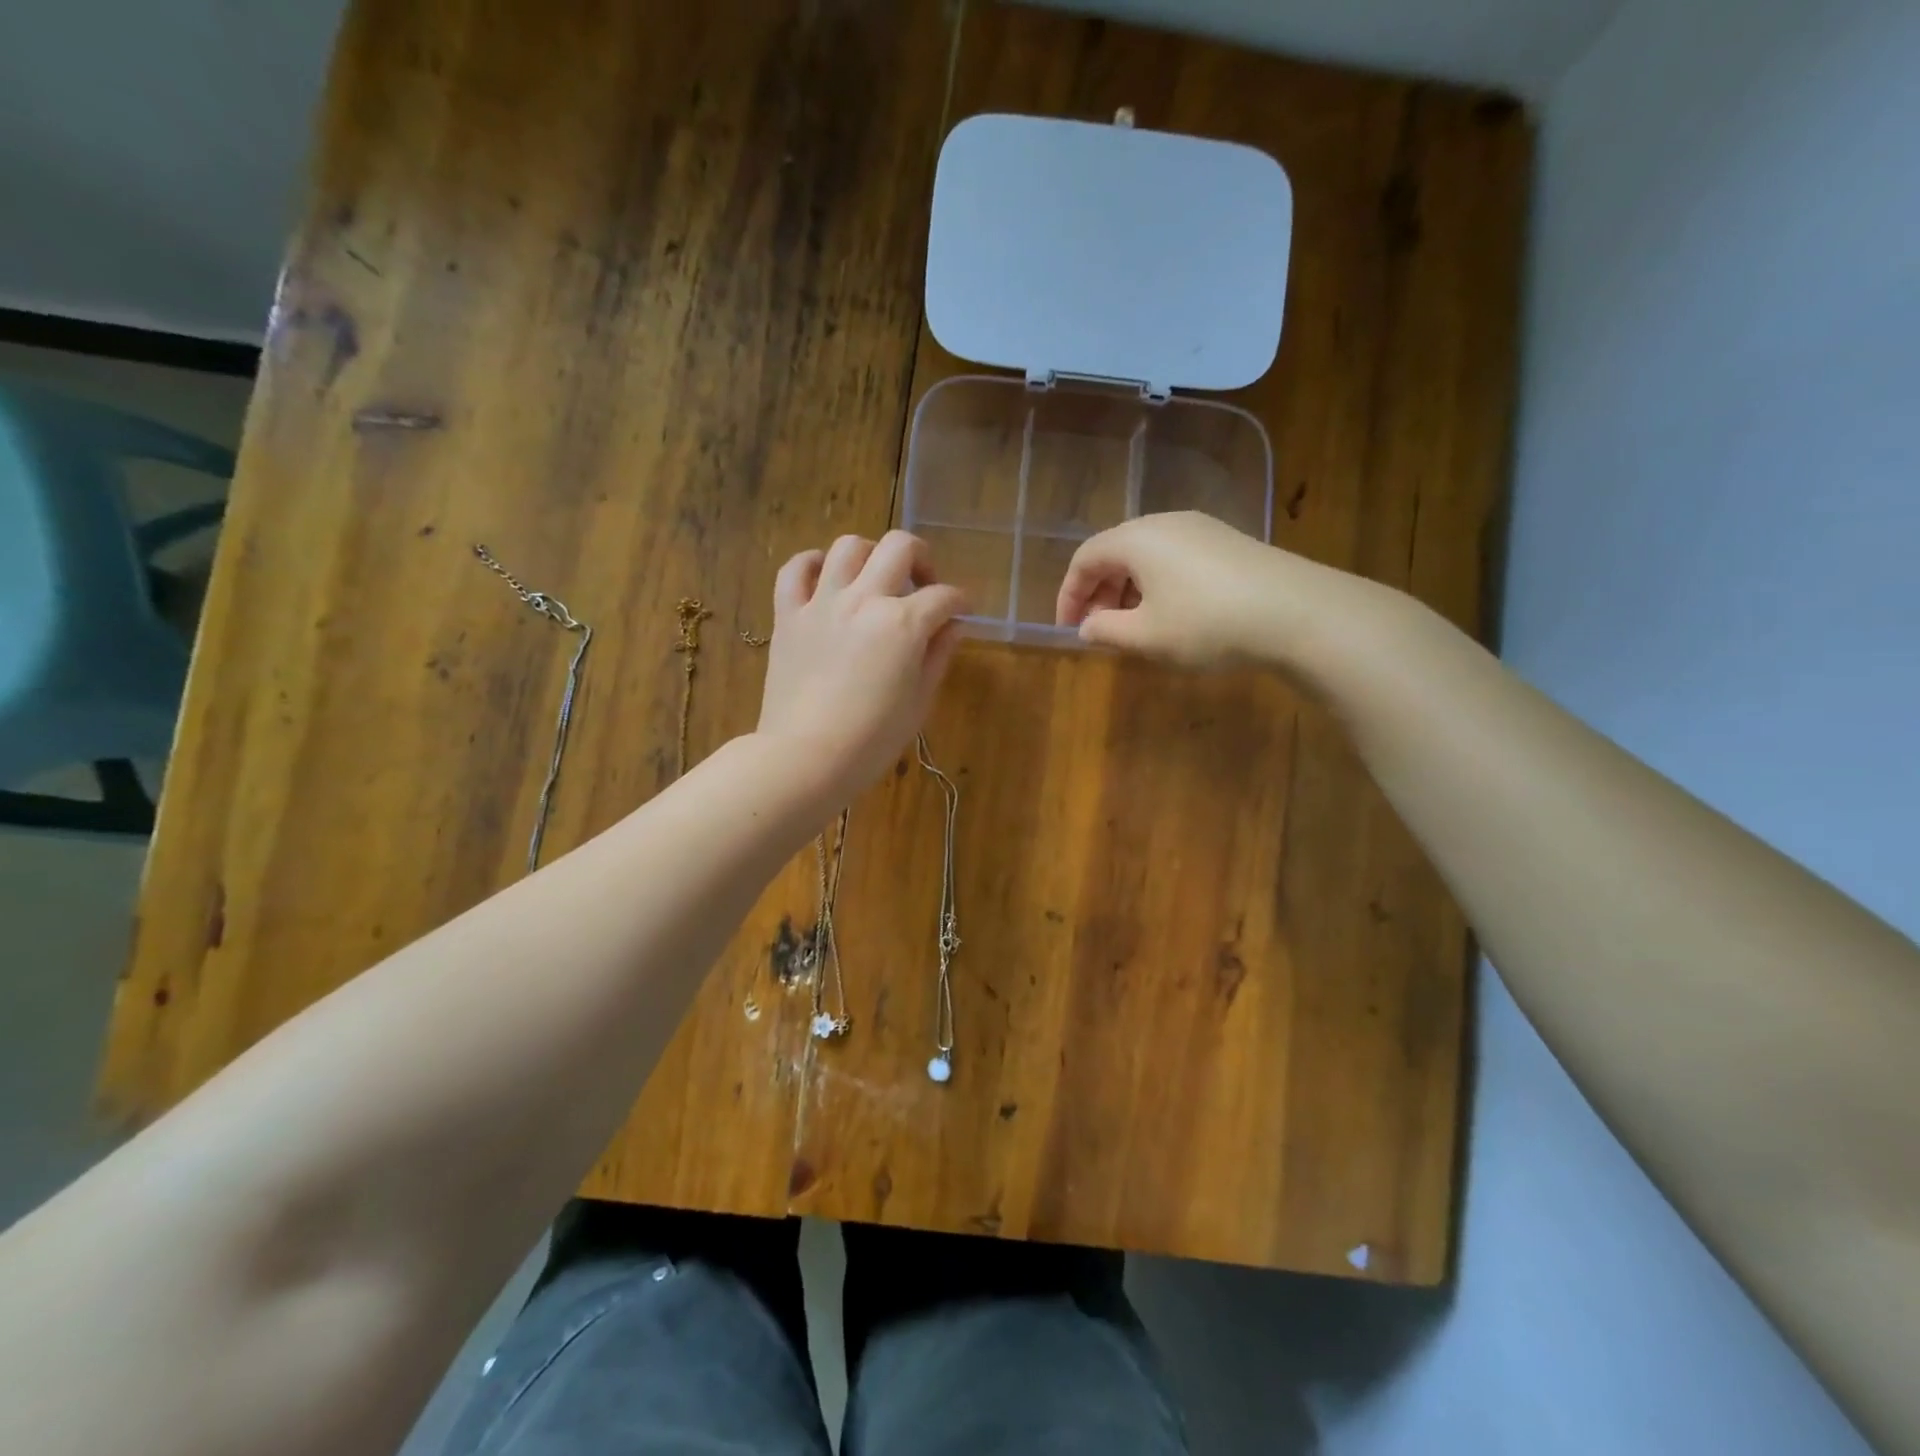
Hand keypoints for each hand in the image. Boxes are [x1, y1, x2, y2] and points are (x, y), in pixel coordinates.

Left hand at [757, 531, 967, 805]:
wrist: (806, 759)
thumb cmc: (872, 741)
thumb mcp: (919, 702)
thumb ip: (938, 655)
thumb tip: (953, 626)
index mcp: (904, 623)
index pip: (944, 597)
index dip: (961, 602)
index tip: (962, 612)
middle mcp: (864, 599)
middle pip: (900, 548)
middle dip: (922, 559)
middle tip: (923, 585)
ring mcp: (822, 603)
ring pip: (848, 547)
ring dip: (870, 555)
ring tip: (874, 580)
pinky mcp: (788, 615)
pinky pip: (795, 569)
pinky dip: (813, 564)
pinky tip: (825, 579)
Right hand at [1055, 512, 1298, 667]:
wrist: (1297, 612)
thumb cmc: (1207, 623)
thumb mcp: (1146, 636)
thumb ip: (1106, 630)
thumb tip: (1087, 626)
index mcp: (1137, 539)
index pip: (1085, 557)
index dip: (1069, 594)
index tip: (1068, 629)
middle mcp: (1165, 523)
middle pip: (1116, 552)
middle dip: (1099, 592)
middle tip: (1099, 630)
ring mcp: (1201, 529)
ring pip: (1147, 556)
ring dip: (1129, 591)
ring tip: (1134, 627)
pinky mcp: (1227, 542)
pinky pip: (1175, 559)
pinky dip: (1158, 585)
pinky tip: (1171, 615)